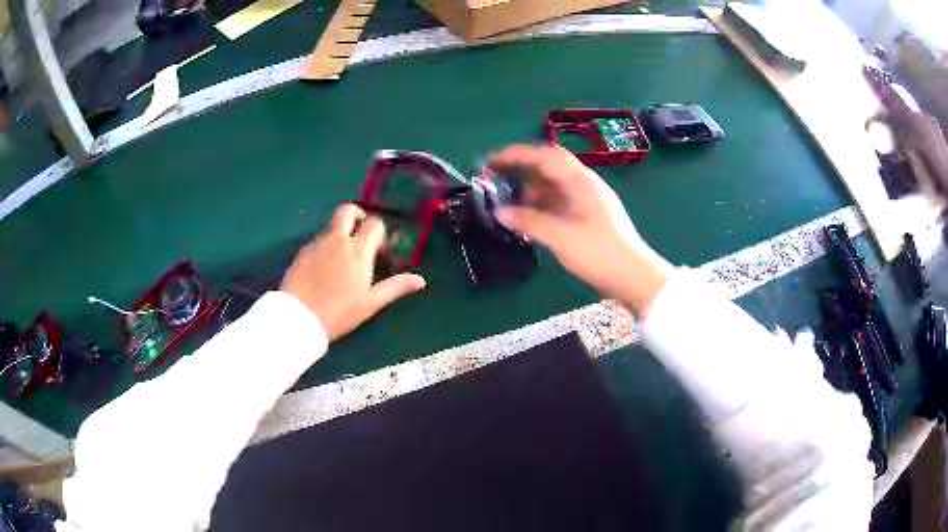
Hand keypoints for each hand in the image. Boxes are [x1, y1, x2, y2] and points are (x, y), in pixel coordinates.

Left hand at [280, 204, 426, 340]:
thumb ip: (395, 287)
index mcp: (358, 250)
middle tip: (361, 232)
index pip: (374, 224)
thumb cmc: (339, 313)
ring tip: (343, 259)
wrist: (298, 318)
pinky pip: (318, 240)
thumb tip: (420, 280)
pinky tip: (325, 269)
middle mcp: (337, 240)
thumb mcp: (371, 303)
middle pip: (348, 210)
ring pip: (332, 226)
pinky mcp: (302, 252)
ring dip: (341, 233)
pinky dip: (326, 246)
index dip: (380, 233)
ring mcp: (317, 244)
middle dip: (357, 215)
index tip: (381, 251)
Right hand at [490, 144, 672, 316]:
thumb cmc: (599, 252)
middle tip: (498, 182)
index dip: (517, 154)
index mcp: (581, 181)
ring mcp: (589, 201)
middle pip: (550, 168)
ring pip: (555, 187)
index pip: (546, 156)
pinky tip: (531, 220)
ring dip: (533, 192)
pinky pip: (561, 202)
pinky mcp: (590, 217)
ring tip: (512, 207)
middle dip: (523, 172)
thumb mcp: (561, 236)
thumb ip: (529, 221)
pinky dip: (543, 206)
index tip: (493, 161)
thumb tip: (500, 212)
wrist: (633, 277)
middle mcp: (585, 185)